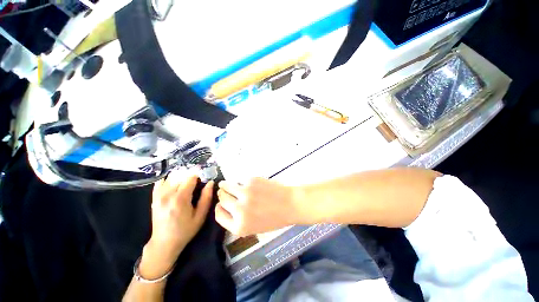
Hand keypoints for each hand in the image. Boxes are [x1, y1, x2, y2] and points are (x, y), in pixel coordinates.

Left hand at [141, 171, 213, 278]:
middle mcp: (167, 194)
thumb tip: (211, 183)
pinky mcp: (154, 197)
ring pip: (172, 177)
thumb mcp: (200, 216)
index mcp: (180, 198)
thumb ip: (206, 198)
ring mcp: (158, 195)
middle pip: (181, 176)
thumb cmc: (185, 230)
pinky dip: (168, 179)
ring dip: (181, 177)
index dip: (199, 177)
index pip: (190, 178)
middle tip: (196, 184)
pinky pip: (160, 182)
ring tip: (186, 184)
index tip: (202, 181)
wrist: (164, 242)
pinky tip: (174, 184)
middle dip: (190, 177)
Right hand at [215, 177, 298, 235]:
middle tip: (223, 191)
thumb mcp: (254, 227)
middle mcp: (238, 210)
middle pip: (222, 199)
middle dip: (222, 195)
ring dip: (225, 185)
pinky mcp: (250, 181)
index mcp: (239, 226)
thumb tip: (226, 207)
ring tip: (225, 184)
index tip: (220, 204)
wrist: (290, 204)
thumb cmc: (275, 218)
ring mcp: (244, 193)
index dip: (219, 208)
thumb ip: (238, 220)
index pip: (219, 215)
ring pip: (226, 186)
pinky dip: (241, 181)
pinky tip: (246, 183)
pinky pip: (240, 180)